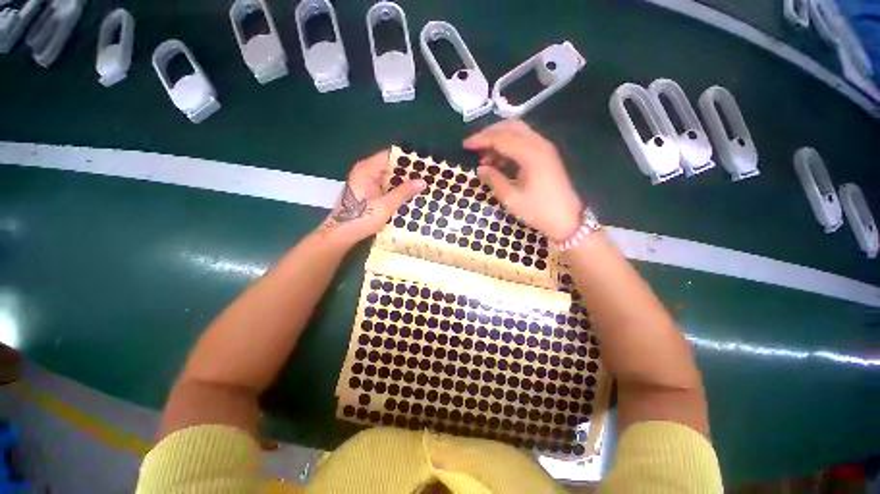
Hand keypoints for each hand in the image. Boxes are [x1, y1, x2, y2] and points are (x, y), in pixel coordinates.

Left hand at [318, 150, 424, 245]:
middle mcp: (366, 172)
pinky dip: (396, 190)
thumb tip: (423, 181)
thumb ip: (404, 191)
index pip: (390, 156)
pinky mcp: (368, 193)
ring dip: (403, 182)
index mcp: (367, 169)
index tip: (424, 165)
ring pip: (388, 178)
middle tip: (427, 177)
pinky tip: (409, 195)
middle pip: (390, 166)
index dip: (407, 159)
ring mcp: (366, 182)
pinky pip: (385, 186)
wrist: (342, 234)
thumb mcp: (386, 205)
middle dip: (408, 172)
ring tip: (422, 185)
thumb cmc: (362, 218)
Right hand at [464, 120, 582, 241]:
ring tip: (484, 159)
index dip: (481, 139)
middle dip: (489, 134)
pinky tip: (499, 162)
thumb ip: (494, 180)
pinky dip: (509, 148)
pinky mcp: (546, 155)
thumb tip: (480, 169)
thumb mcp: (511, 198)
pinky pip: (524, 143)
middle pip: (510, 127)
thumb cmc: (538, 211)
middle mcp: (539, 144)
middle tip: (474, 146)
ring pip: (518, 133)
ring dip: (499, 141)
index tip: (465, 145)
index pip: (501, 137)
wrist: (567, 220)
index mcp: (531, 154)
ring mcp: (545, 148)